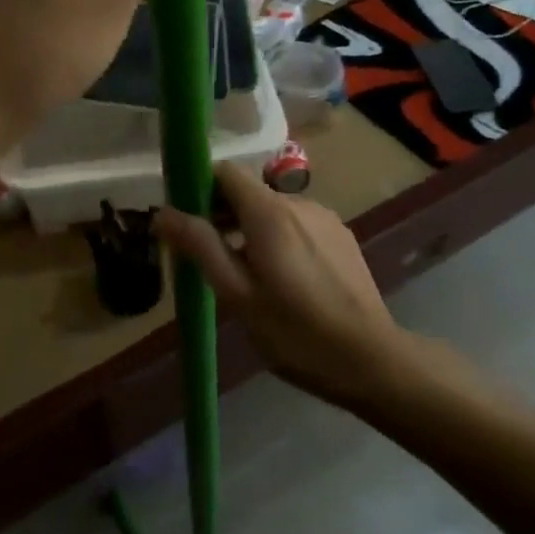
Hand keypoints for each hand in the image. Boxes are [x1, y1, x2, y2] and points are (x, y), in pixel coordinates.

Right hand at [156, 162, 402, 405]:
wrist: (373, 361)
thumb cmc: (295, 332)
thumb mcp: (237, 294)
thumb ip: (200, 246)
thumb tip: (162, 212)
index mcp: (269, 212)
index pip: (225, 172)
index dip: (200, 188)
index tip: (186, 219)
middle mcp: (298, 202)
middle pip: (248, 192)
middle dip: (222, 214)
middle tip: (208, 257)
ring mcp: (325, 218)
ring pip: (274, 210)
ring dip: (251, 230)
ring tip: (244, 275)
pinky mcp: (342, 237)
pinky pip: (298, 225)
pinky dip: (279, 239)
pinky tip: (283, 280)